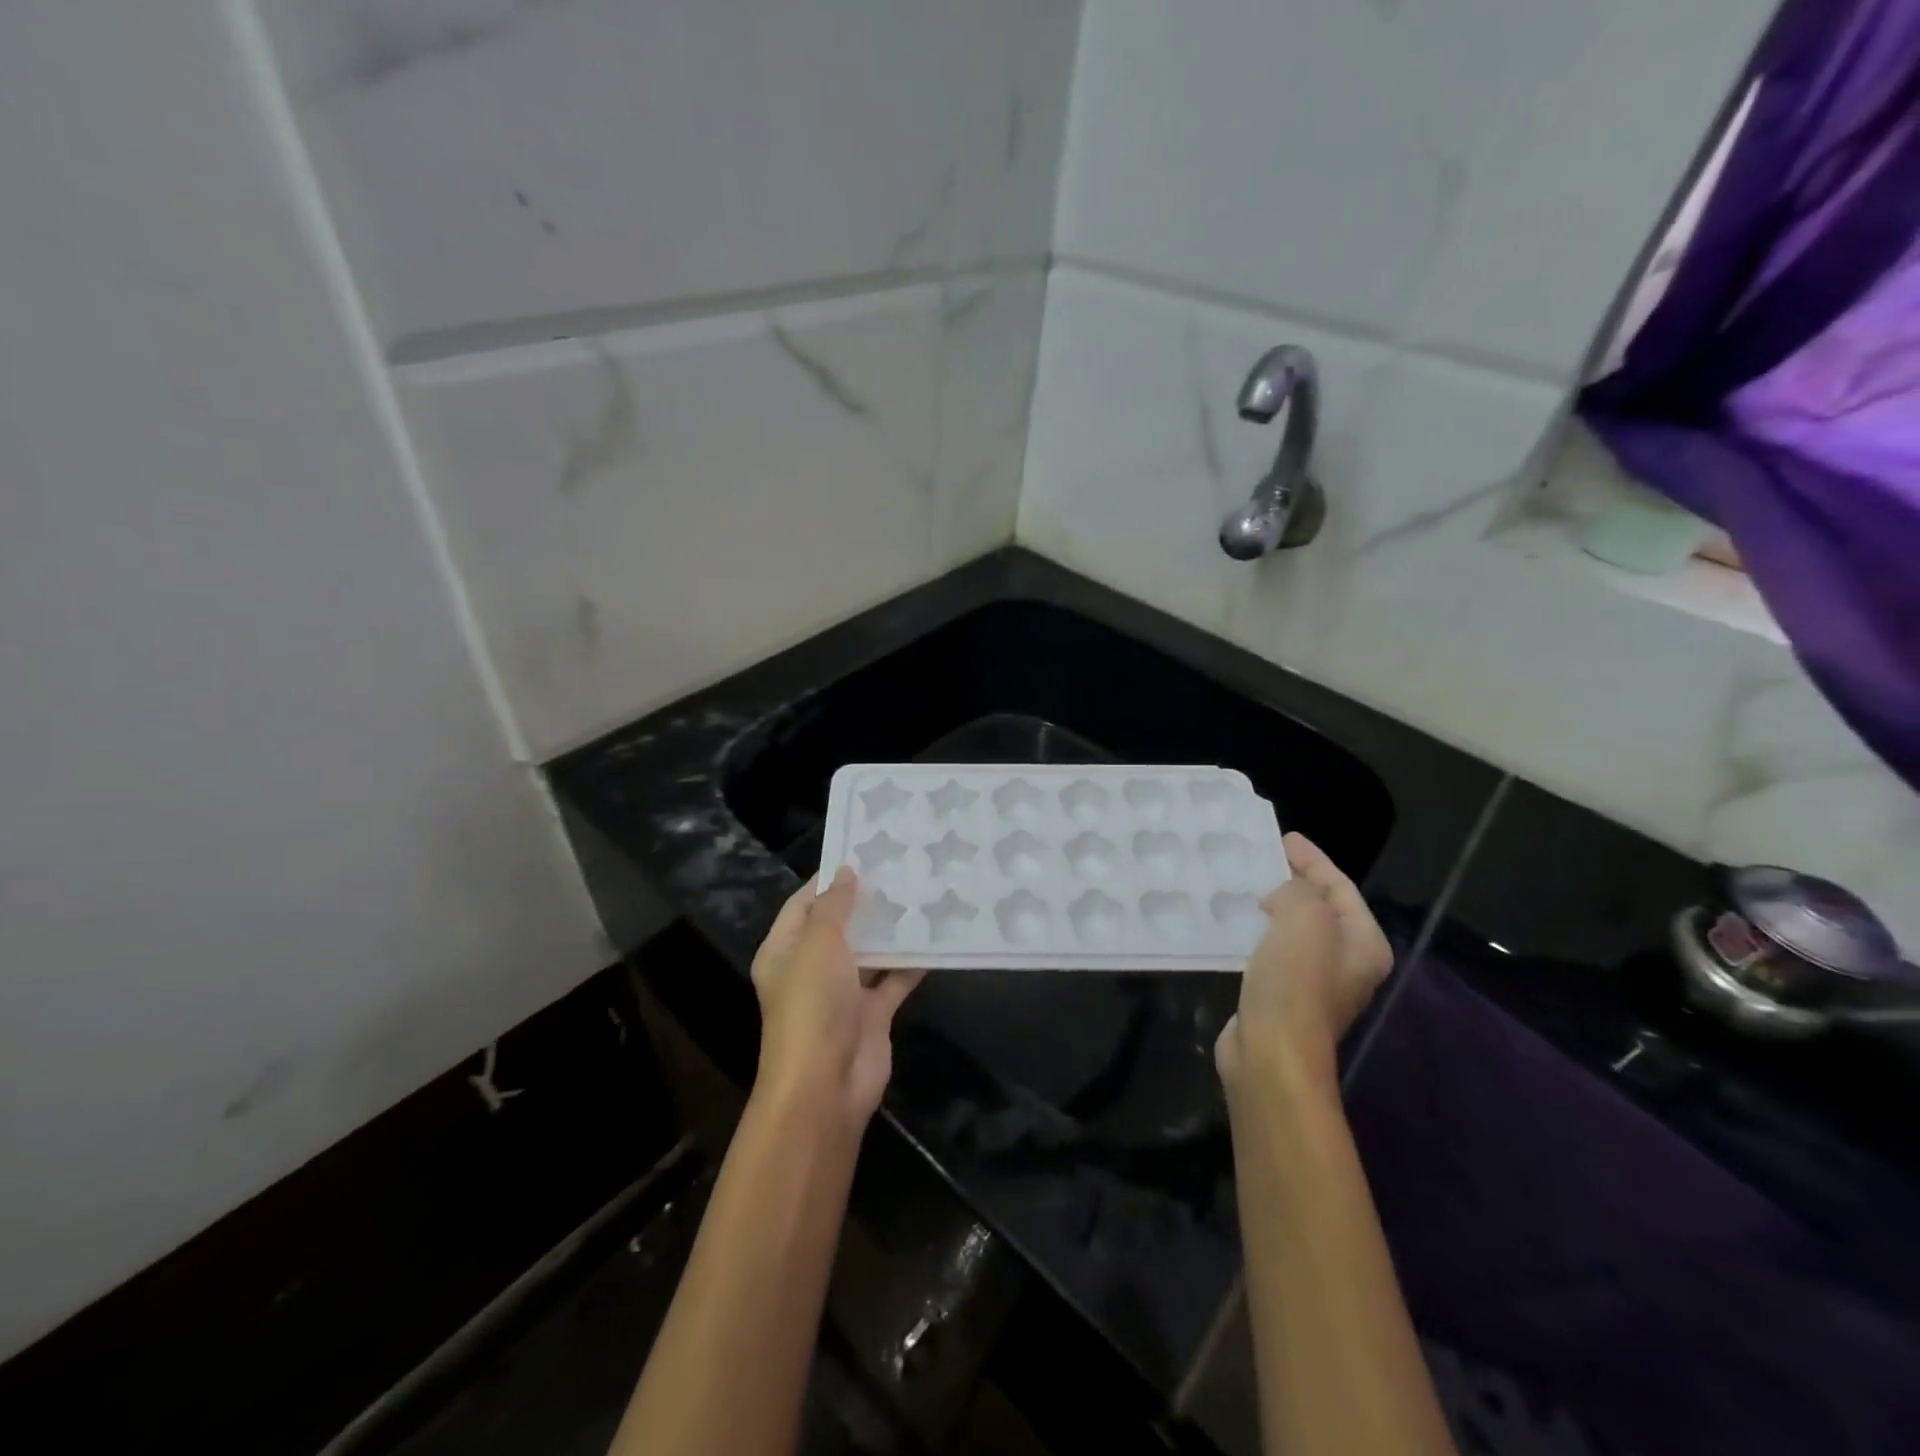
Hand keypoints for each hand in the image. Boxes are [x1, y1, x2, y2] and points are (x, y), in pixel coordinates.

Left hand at [751, 868, 923, 1127]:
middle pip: (839, 926)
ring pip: (869, 952)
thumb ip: (833, 907)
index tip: (863, 853)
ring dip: (891, 930)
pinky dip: (911, 963)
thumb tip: (846, 873)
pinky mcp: (872, 1014)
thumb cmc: (813, 1005)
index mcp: (784, 950)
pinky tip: (935, 937)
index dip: (830, 880)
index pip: (804, 904)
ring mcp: (842, 993)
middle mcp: (811, 969)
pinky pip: (893, 980)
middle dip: (866, 902)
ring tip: (922, 893)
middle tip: (902, 869)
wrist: (826, 1085)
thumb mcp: (818, 945)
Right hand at [1215, 833, 1393, 1094]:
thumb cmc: (1296, 982)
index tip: (1283, 838)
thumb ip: (1299, 891)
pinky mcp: (1283, 995)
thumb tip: (1282, 894)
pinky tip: (1234, 922)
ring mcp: (1315, 982)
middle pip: (1321, 907)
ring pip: (1295, 929)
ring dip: (1273, 905)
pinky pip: (1273, 949)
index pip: (1340, 887)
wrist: (1271, 1053)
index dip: (1313, 860)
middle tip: (1262, 858)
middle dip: (1294, 881)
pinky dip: (1258, 930)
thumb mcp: (1304, 919)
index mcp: (1364, 943)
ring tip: (1245, 884)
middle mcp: (1347, 962)